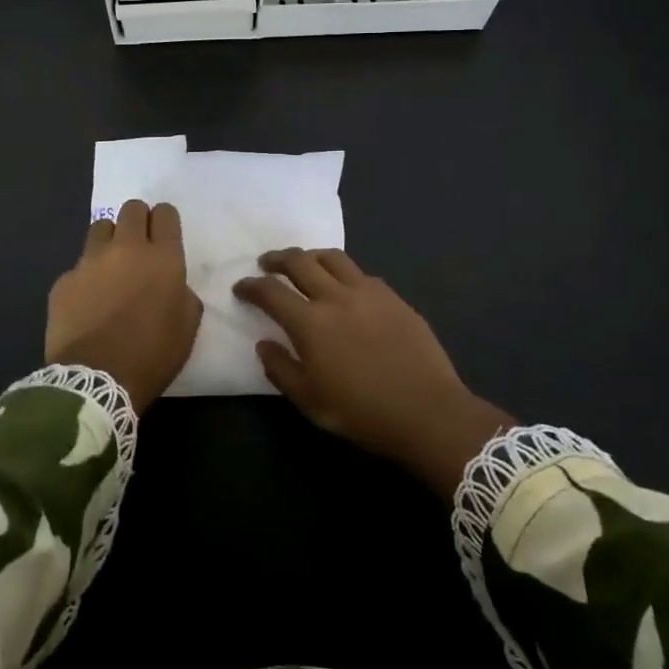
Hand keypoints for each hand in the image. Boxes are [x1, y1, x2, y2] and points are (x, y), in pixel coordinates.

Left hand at [46, 200, 200, 411]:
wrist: (96, 382)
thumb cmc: (151, 356)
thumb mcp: (186, 327)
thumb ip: (183, 294)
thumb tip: (172, 285)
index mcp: (162, 259)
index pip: (165, 213)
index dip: (165, 221)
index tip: (164, 234)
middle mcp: (126, 249)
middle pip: (131, 209)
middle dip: (138, 220)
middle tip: (139, 245)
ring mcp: (90, 262)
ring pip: (100, 227)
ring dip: (109, 239)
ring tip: (110, 265)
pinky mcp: (64, 281)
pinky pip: (78, 266)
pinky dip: (85, 276)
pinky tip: (87, 301)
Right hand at [234, 248, 509, 496]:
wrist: (428, 411)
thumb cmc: (363, 412)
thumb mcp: (311, 402)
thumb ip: (281, 370)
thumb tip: (264, 344)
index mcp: (310, 323)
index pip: (271, 292)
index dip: (251, 286)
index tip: (241, 286)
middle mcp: (336, 296)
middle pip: (300, 261)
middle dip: (277, 259)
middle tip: (266, 263)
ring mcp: (367, 291)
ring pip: (332, 257)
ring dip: (310, 255)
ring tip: (303, 262)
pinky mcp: (392, 296)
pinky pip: (360, 272)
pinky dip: (342, 272)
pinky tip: (343, 284)